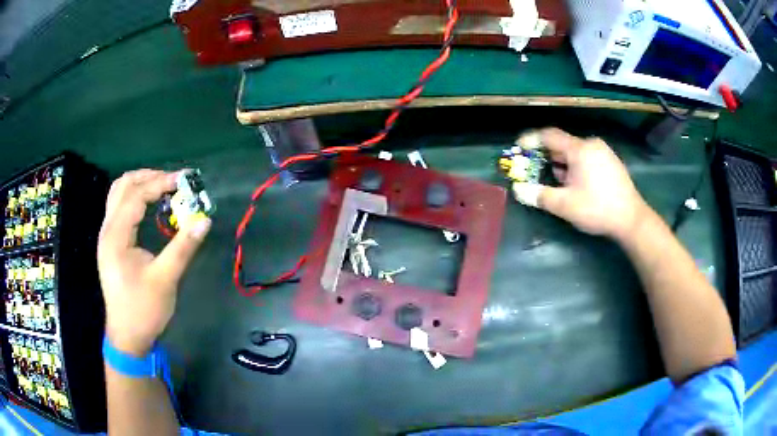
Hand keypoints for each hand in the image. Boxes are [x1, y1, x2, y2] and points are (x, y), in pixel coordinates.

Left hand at [98, 170, 210, 356]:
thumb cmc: (144, 310)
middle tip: (173, 181)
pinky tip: (149, 206)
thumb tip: (204, 220)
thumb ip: (183, 247)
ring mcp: (107, 236)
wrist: (127, 336)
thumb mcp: (165, 280)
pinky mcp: (111, 243)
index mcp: (116, 236)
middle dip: (148, 177)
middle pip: (123, 186)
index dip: (160, 183)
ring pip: (118, 194)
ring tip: (162, 187)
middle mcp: (107, 230)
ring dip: (140, 184)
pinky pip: (119, 208)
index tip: (184, 181)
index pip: (136, 196)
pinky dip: (135, 198)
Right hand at [512, 128, 648, 240]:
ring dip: (562, 165)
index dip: (531, 140)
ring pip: (575, 153)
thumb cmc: (597, 209)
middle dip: (547, 157)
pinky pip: (587, 158)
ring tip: (560, 185)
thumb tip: (518, 190)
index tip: (518, 148)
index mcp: (579, 149)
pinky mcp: (611, 162)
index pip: (549, 136)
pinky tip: (577, 185)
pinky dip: (576, 167)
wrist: (631, 219)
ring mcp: (604, 152)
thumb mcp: (565, 205)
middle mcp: (591, 144)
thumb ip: (540, 195)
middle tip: (537, 173)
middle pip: (562, 144)